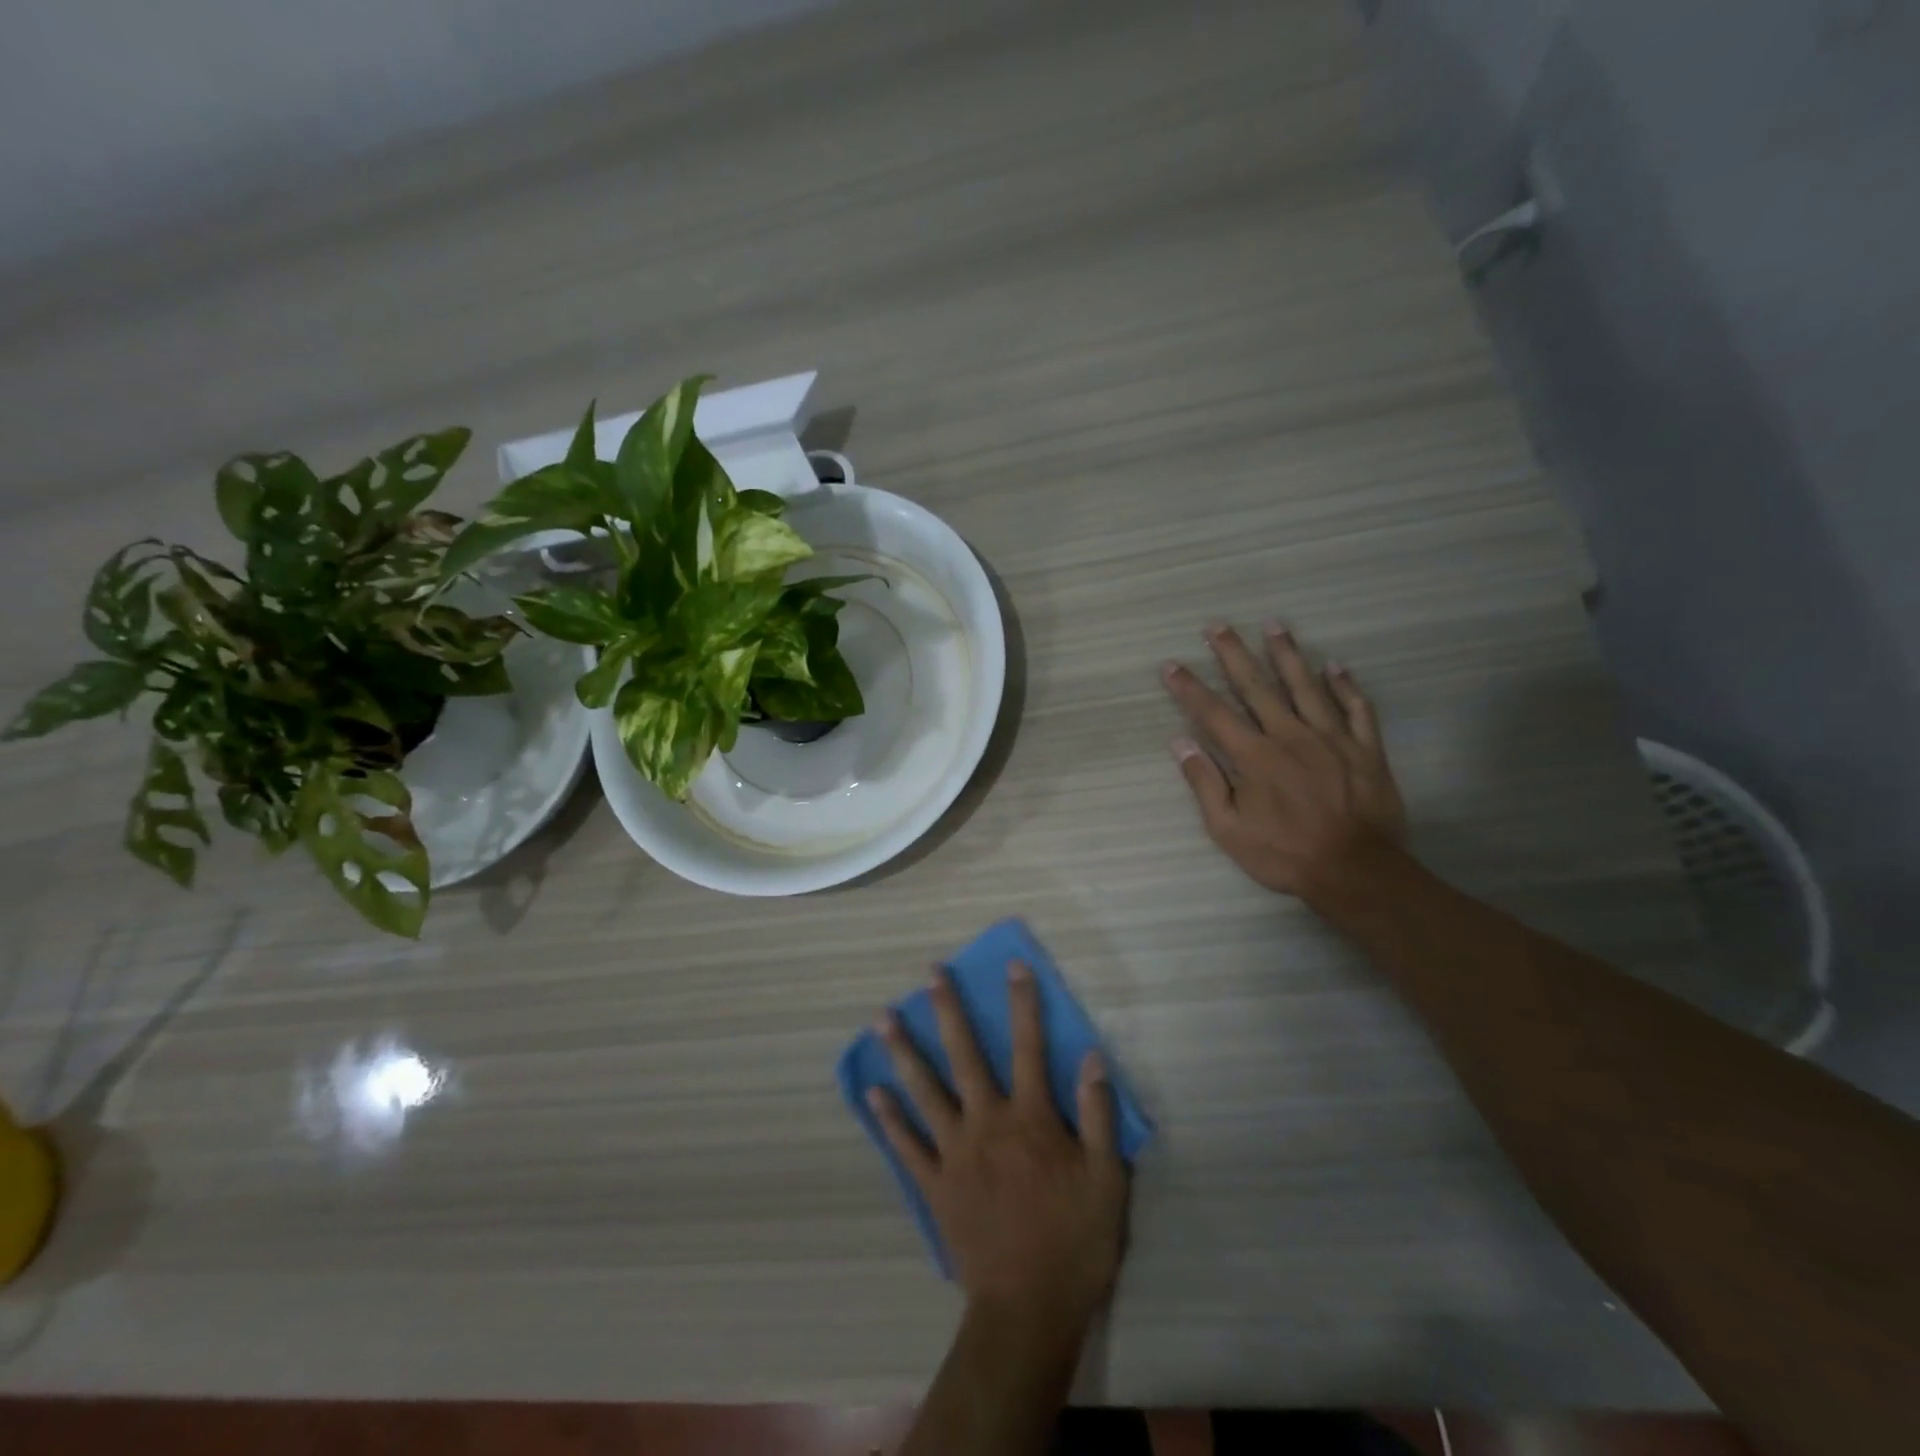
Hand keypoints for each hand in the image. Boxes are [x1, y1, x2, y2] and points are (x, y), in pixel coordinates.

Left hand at [870, 963, 1127, 1334]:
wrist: (1028, 1309)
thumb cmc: (1074, 1242)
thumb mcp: (1107, 1179)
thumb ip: (1097, 1115)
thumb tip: (1092, 1057)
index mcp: (1030, 1118)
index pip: (1029, 1047)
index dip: (1024, 1003)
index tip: (1014, 965)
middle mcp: (987, 1123)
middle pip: (964, 1055)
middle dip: (949, 1010)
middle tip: (930, 974)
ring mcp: (955, 1152)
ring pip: (925, 1091)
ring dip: (904, 1052)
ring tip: (882, 1018)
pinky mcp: (935, 1185)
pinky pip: (907, 1146)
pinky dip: (889, 1118)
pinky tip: (873, 1093)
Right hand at [1162, 621, 1405, 902]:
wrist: (1356, 871)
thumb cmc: (1285, 853)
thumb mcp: (1229, 829)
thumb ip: (1205, 783)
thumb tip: (1180, 743)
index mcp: (1255, 756)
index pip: (1213, 713)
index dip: (1189, 688)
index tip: (1171, 665)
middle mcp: (1290, 735)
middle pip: (1257, 687)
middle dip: (1233, 654)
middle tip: (1217, 625)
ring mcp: (1332, 738)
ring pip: (1306, 686)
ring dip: (1287, 654)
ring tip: (1275, 625)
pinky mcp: (1365, 749)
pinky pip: (1356, 709)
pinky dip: (1346, 685)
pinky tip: (1336, 666)